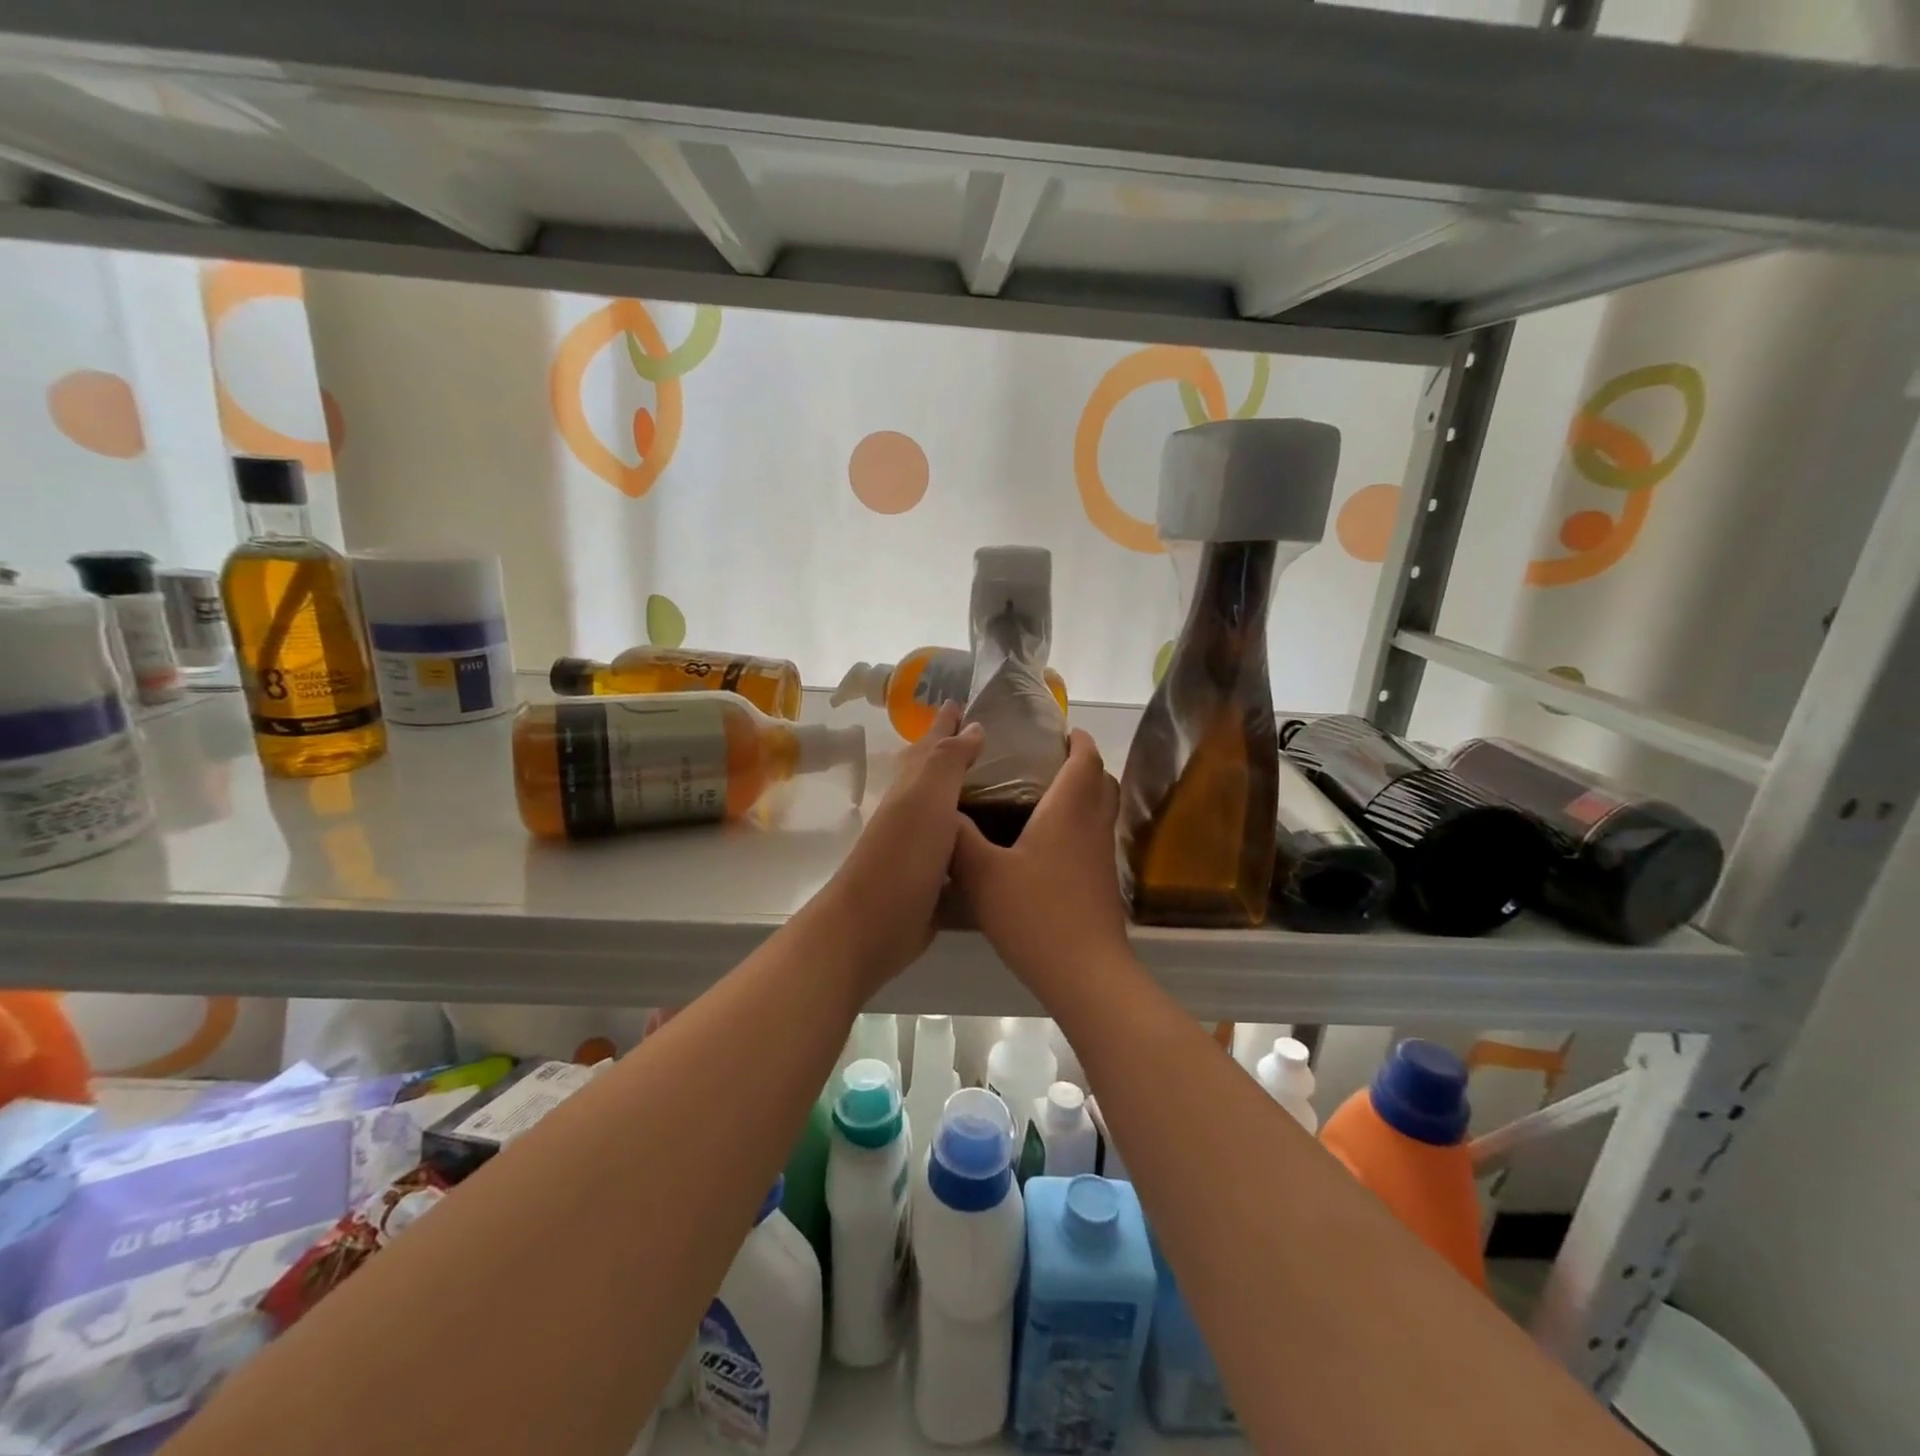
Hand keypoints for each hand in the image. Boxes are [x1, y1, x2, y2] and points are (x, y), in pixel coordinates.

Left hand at [811, 701, 982, 996]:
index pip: (931, 746)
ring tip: (1005, 796)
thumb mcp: (927, 799)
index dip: (945, 724)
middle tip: (989, 743)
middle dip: (956, 759)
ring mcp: (922, 855)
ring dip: (971, 807)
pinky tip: (998, 857)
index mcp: (912, 790)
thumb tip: (971, 724)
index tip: (960, 702)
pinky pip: (961, 863)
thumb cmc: (901, 856)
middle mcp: (915, 817)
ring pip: (950, 821)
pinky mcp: (933, 890)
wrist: (870, 928)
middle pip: (937, 780)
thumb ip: (948, 762)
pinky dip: (976, 854)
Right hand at [952, 729, 1130, 996]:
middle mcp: (1092, 825)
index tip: (1058, 731)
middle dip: (1082, 764)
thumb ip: (959, 838)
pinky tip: (1048, 845)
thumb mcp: (982, 874)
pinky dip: (1080, 825)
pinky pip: (1095, 836)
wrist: (1084, 972)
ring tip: (1044, 797)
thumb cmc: (1035, 914)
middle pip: (1101, 781)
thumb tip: (941, 810)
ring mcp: (1102, 856)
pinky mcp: (1103, 882)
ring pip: (1101, 810)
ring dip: (1083, 794)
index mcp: (1069, 810)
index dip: (1076, 739)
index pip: (1085, 759)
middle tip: (1048, 761)